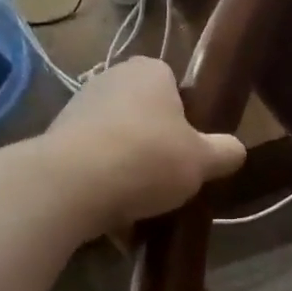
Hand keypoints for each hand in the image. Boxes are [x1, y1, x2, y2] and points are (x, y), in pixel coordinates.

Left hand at [47, 58, 244, 233]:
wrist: (71, 185)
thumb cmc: (147, 159)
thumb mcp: (203, 160)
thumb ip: (225, 152)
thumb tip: (235, 151)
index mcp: (149, 72)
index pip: (175, 86)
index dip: (188, 118)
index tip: (192, 149)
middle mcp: (110, 80)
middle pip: (145, 116)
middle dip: (157, 147)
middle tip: (173, 179)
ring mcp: (78, 110)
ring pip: (118, 143)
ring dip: (130, 171)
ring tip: (146, 207)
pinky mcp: (56, 143)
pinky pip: (93, 166)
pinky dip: (105, 188)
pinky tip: (117, 218)